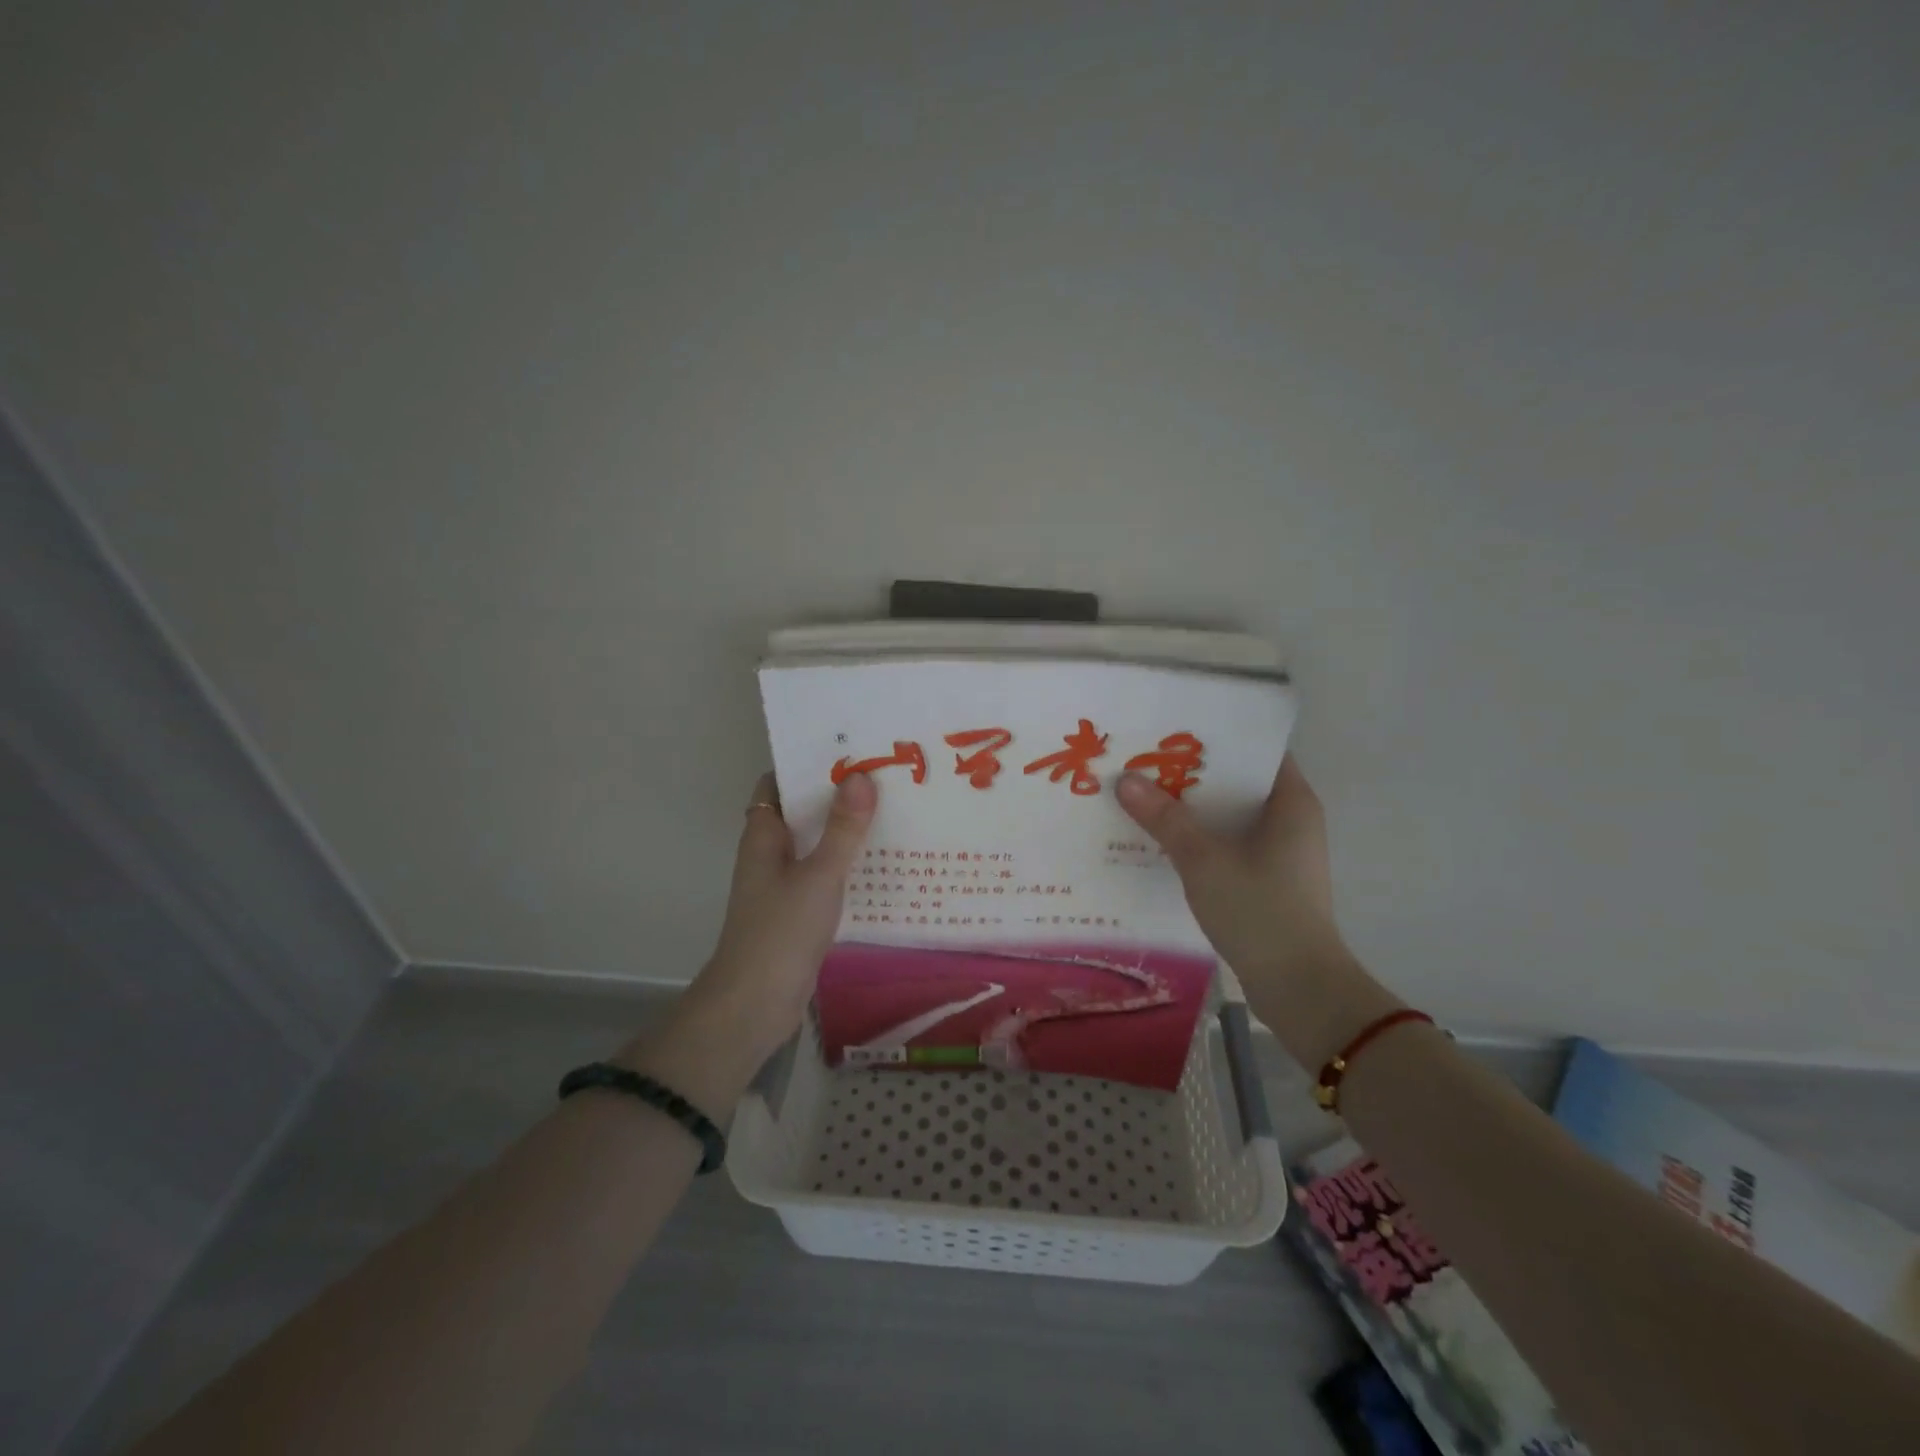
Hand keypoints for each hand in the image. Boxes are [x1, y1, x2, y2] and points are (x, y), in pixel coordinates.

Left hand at [673, 770, 877, 1067]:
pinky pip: (824, 873)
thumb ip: (843, 829)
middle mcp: (769, 853)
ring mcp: (782, 883)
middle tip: (884, 776)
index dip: (808, 764)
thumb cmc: (781, 931)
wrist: (755, 1004)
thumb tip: (860, 776)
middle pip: (802, 811)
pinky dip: (847, 863)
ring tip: (892, 810)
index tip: (849, 750)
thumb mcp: (819, 875)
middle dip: (837, 795)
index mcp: (763, 834)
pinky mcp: (797, 909)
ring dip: (845, 830)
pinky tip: (883, 861)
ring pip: (816, 843)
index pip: (778, 783)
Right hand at [1117, 756, 1395, 1067]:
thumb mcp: (1204, 860)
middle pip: (1238, 782)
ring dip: (1193, 809)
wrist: (1299, 987)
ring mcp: (1281, 852)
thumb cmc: (1259, 910)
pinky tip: (1161, 839)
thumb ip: (1165, 818)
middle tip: (1145, 760)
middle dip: (1193, 773)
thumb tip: (1125, 780)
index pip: (1257, 749)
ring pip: (1230, 816)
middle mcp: (1291, 819)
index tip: (1173, 730)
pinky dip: (1200, 838)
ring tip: (1144, 794)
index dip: (1217, 736)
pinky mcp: (1268, 879)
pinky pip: (1229, 844)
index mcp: (1291, 801)